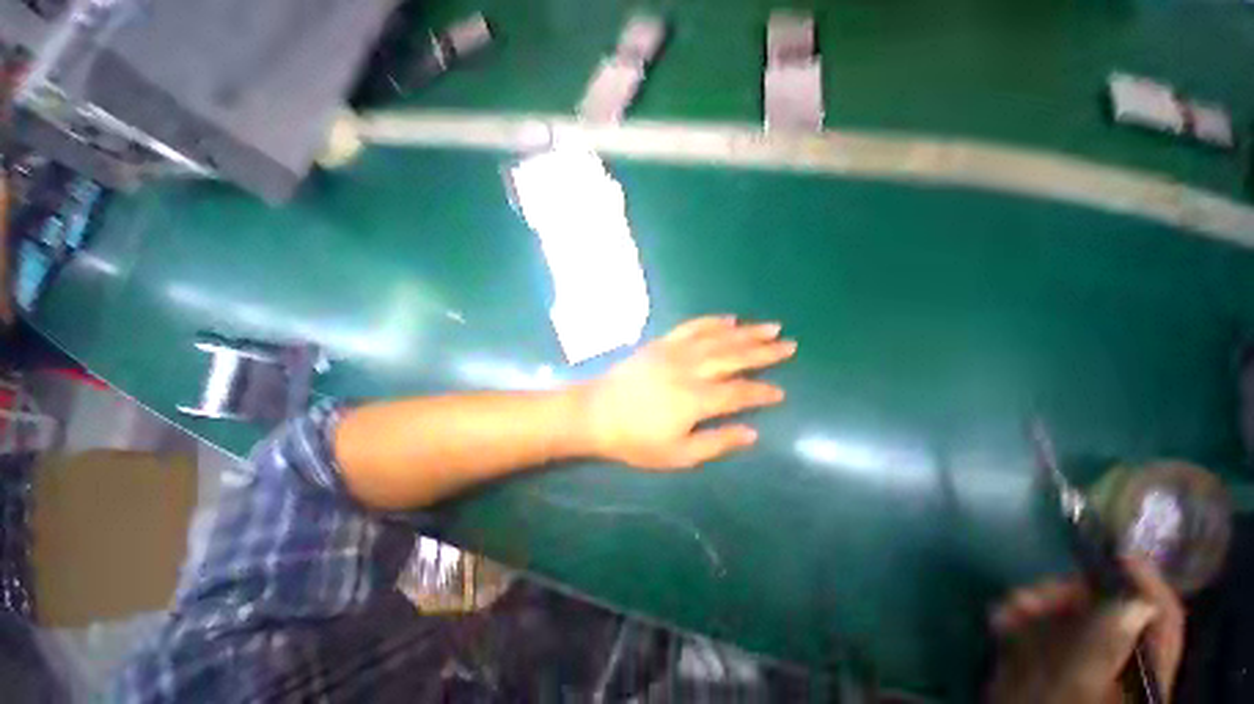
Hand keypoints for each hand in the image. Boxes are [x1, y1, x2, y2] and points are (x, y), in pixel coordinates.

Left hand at [579, 315, 795, 469]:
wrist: (596, 413)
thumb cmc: (635, 439)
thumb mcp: (677, 455)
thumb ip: (716, 443)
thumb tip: (752, 434)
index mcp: (696, 399)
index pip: (739, 392)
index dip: (761, 392)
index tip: (780, 391)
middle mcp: (690, 369)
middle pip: (734, 357)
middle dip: (764, 352)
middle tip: (789, 344)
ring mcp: (674, 352)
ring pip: (717, 338)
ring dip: (746, 332)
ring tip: (770, 327)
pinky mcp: (661, 343)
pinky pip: (691, 327)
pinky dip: (712, 321)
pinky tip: (728, 318)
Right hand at [986, 558, 1184, 703]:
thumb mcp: (1072, 690)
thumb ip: (1104, 648)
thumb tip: (1136, 601)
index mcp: (1140, 672)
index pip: (1161, 620)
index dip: (1147, 584)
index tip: (1119, 555)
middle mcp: (1115, 661)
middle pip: (1107, 610)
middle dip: (1066, 594)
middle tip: (1028, 594)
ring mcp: (1078, 660)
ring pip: (1067, 613)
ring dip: (1035, 602)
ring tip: (1004, 608)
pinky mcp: (1047, 658)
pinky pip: (1039, 623)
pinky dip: (1018, 614)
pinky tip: (998, 618)